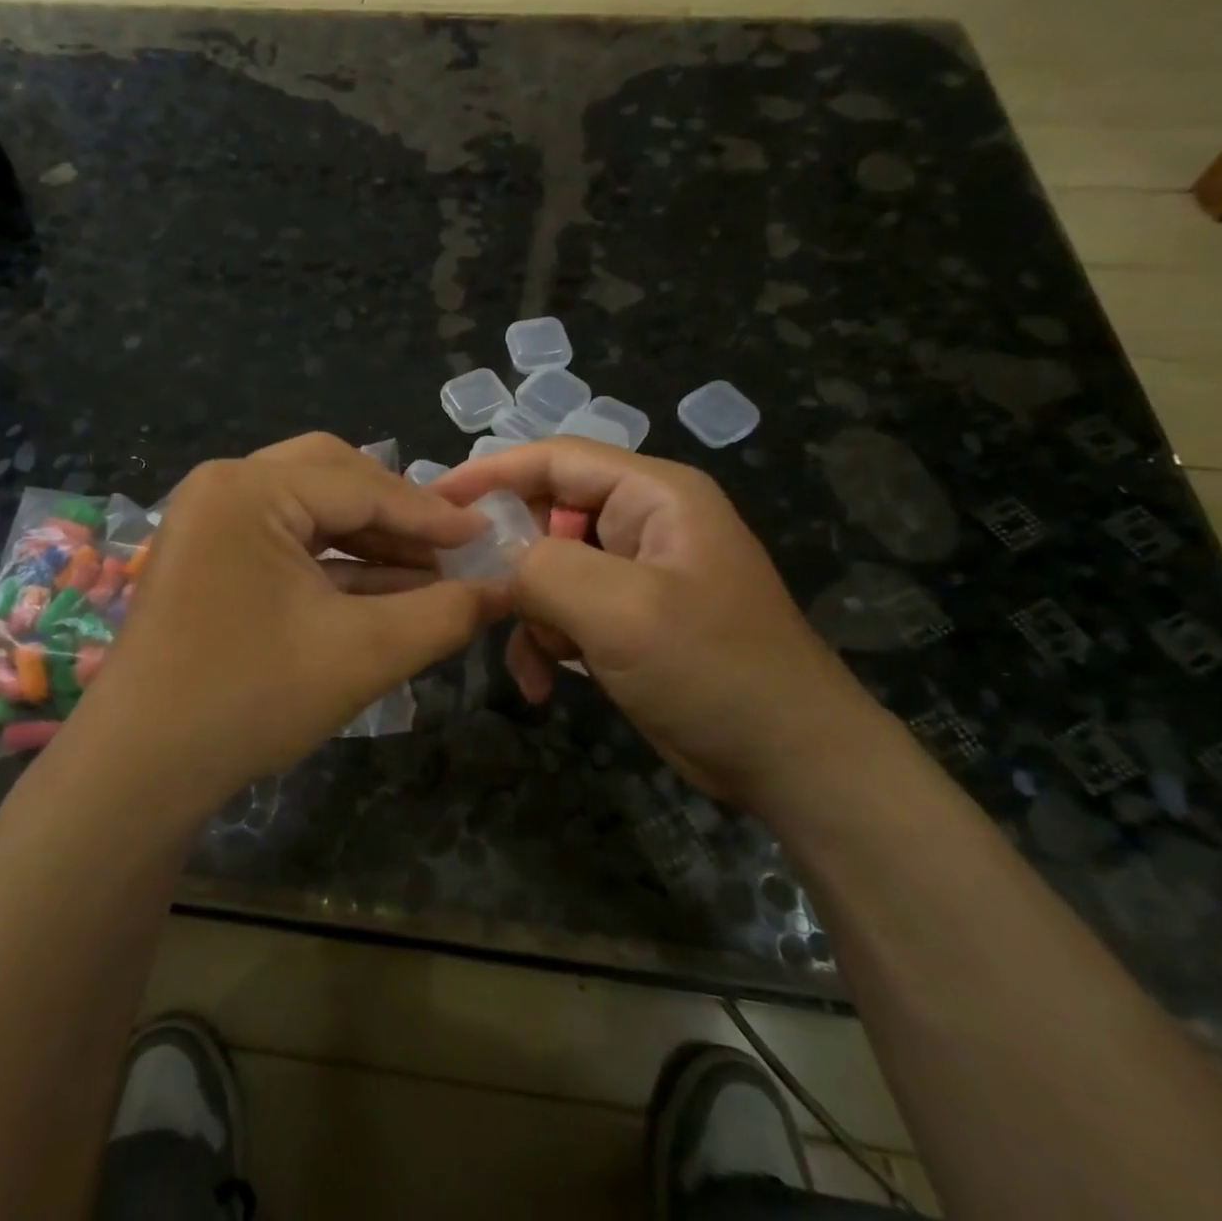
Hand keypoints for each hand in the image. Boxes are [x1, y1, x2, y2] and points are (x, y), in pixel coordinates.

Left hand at [62, 434, 511, 808]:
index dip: (431, 514)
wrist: (141, 769)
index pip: (362, 485)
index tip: (487, 534)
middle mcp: (223, 486)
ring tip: (427, 574)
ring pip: (310, 508)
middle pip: (333, 478)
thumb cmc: (251, 698)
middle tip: (449, 547)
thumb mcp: (364, 653)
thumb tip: (505, 589)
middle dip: (396, 515)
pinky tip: (383, 590)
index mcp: (250, 488)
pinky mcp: (208, 555)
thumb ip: (444, 614)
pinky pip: (286, 540)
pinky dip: (335, 562)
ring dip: (369, 539)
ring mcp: (209, 520)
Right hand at [435, 439, 884, 806]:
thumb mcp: (622, 611)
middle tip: (468, 593)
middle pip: (547, 514)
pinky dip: (545, 642)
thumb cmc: (714, 669)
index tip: (431, 500)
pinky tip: (542, 684)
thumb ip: (545, 569)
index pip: (555, 458)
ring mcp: (636, 573)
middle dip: (510, 559)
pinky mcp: (628, 619)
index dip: (489, 473)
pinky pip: (565, 611)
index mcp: (654, 494)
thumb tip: (496, 561)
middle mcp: (643, 522)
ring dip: (528, 613)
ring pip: (548, 569)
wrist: (790, 761)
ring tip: (529, 659)